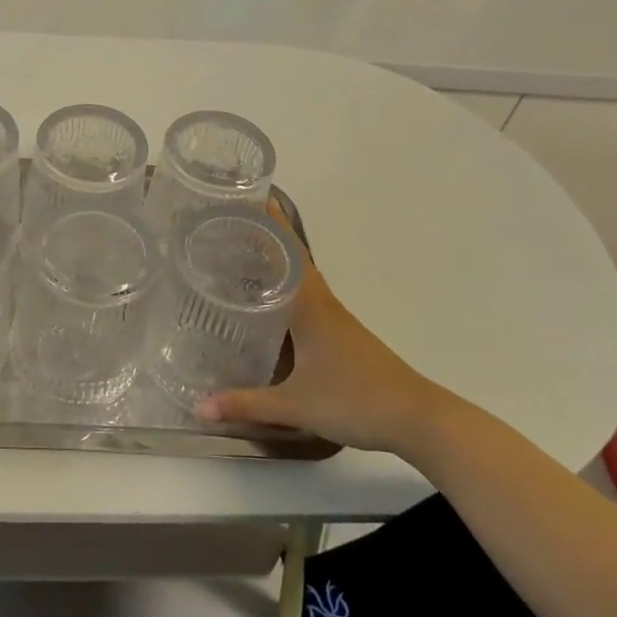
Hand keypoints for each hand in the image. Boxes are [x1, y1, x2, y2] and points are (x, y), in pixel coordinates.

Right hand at [194, 201, 448, 453]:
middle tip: (230, 222)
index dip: (270, 223)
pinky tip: (271, 306)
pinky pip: (308, 300)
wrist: (417, 419)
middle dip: (266, 237)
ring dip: (277, 263)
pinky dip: (287, 290)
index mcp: (311, 307)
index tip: (247, 197)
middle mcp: (323, 304)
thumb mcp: (296, 405)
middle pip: (293, 259)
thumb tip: (199, 408)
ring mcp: (336, 320)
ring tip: (242, 255)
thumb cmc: (355, 401)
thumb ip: (247, 404)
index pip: (287, 252)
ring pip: (301, 280)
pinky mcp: (342, 337)